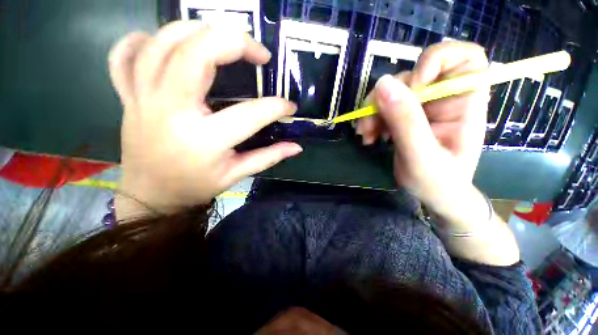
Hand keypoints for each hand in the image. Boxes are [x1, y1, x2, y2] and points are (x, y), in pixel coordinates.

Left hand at [108, 22, 301, 218]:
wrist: (151, 195)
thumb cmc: (196, 186)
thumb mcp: (236, 175)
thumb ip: (268, 157)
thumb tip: (296, 147)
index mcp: (205, 140)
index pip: (249, 114)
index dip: (276, 107)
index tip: (290, 106)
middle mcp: (171, 112)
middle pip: (196, 55)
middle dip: (234, 42)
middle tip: (258, 53)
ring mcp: (142, 99)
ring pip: (161, 44)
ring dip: (196, 30)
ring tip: (221, 38)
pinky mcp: (127, 96)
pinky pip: (123, 56)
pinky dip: (141, 39)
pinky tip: (164, 43)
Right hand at [359, 42, 489, 225]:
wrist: (432, 195)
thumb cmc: (438, 181)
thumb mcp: (421, 155)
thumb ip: (406, 121)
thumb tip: (383, 84)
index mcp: (465, 103)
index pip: (464, 58)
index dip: (437, 60)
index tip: (414, 85)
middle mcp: (444, 99)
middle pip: (413, 76)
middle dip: (386, 98)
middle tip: (369, 124)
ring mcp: (422, 107)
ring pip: (391, 92)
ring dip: (372, 112)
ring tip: (366, 135)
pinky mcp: (404, 117)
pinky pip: (383, 107)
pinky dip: (371, 120)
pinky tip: (369, 137)